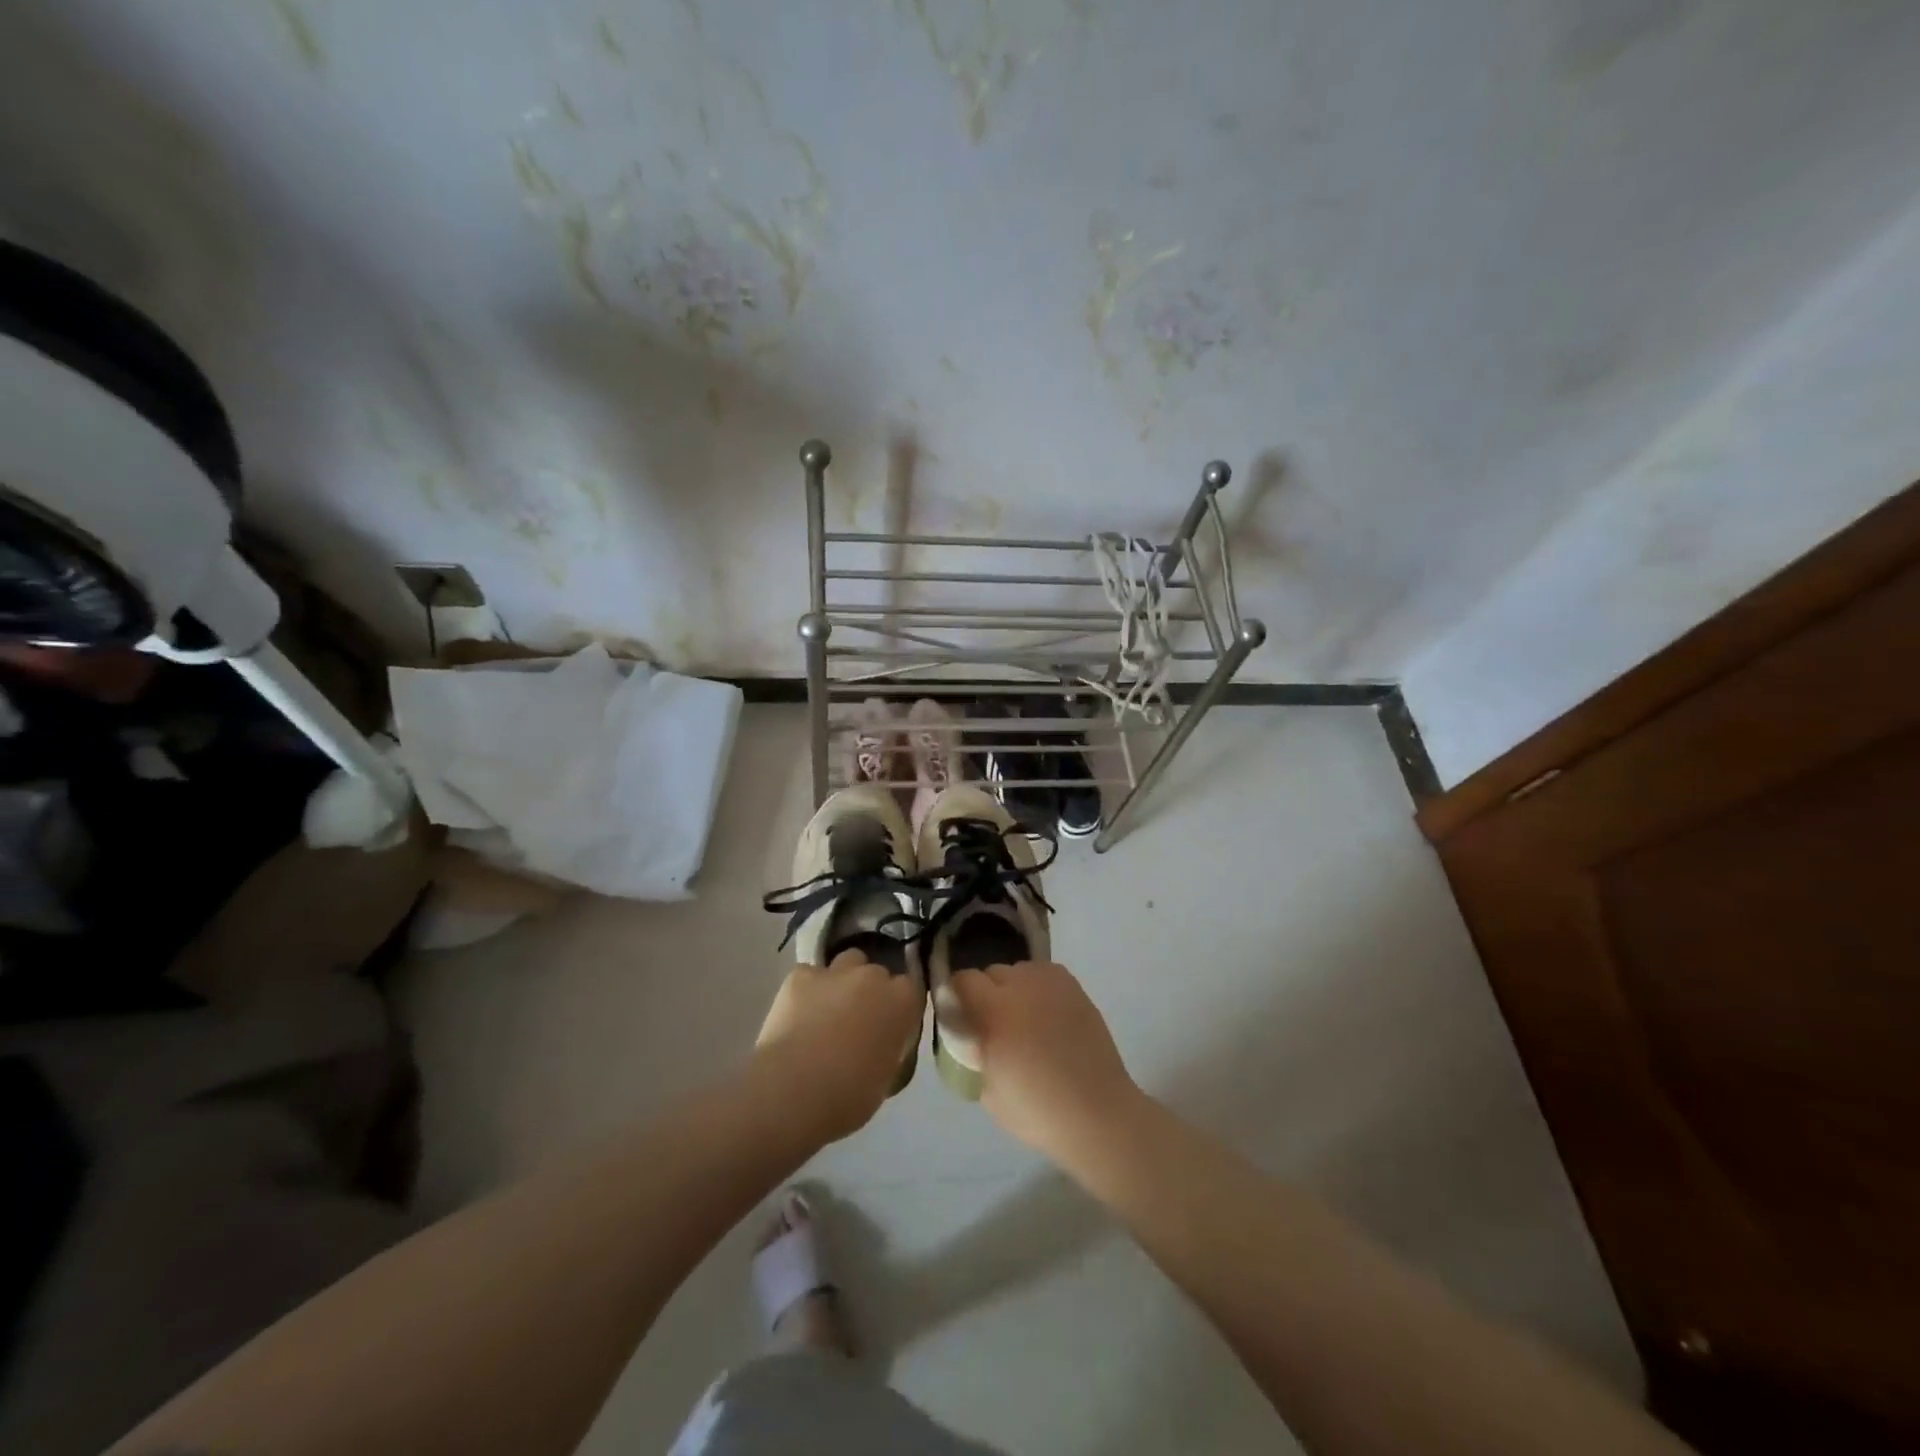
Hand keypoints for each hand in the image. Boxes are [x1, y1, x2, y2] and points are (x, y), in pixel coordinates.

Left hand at [756, 949, 922, 1142]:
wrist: (792, 1092)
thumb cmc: (849, 1096)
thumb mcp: (886, 1077)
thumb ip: (891, 1047)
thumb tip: (882, 1042)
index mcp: (901, 1001)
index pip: (911, 989)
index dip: (900, 1006)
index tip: (891, 1025)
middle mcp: (872, 976)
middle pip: (878, 973)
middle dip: (872, 991)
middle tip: (859, 1020)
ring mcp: (834, 972)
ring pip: (847, 962)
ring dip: (843, 980)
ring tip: (829, 1009)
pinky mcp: (799, 976)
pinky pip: (810, 974)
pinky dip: (808, 989)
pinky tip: (799, 1012)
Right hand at [949, 961, 1142, 1161]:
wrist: (1097, 1113)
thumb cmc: (1038, 1111)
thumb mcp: (987, 1090)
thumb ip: (971, 1053)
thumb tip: (969, 1037)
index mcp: (995, 1010)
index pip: (963, 980)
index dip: (956, 996)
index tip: (958, 1017)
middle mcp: (1022, 986)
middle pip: (991, 972)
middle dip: (985, 994)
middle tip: (991, 1025)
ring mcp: (1052, 983)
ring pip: (1018, 971)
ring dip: (1012, 989)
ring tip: (1022, 1019)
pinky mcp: (1074, 988)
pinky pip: (1043, 975)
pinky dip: (1037, 988)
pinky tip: (1044, 1014)